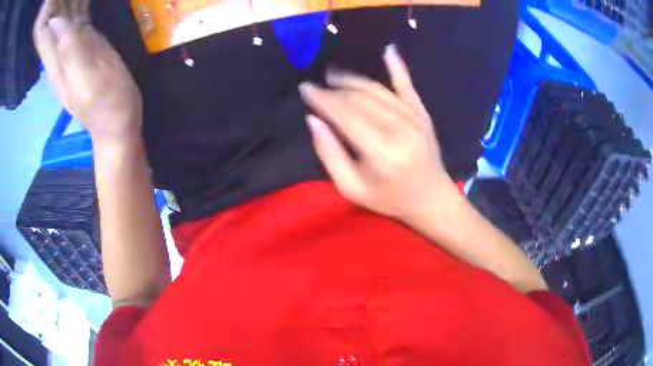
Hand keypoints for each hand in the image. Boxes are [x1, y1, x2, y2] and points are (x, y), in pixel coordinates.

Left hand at [33, 0, 141, 145]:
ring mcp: (76, 50)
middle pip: (59, 23)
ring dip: (72, 3)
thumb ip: (69, 48)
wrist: (119, 124)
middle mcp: (63, 53)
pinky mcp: (89, 48)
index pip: (51, 28)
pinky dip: (81, 8)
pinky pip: (81, 24)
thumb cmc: (106, 102)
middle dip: (65, 3)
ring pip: (69, 20)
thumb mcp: (85, 76)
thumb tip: (55, 20)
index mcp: (57, 60)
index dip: (57, 8)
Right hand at [299, 45, 456, 222]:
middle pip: (359, 99)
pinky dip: (397, 66)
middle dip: (334, 91)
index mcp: (381, 152)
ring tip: (334, 76)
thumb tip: (314, 119)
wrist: (431, 197)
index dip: (323, 99)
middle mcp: (400, 129)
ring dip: (352, 80)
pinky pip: (407, 84)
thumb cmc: (389, 198)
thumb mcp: (351, 189)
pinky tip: (388, 50)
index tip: (306, 88)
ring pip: (377, 89)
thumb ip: (330, 154)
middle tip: (318, 88)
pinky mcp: (422, 113)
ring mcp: (415, 118)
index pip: (345, 115)